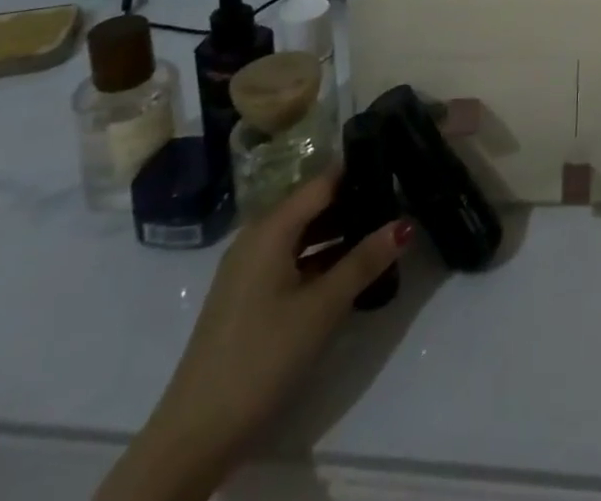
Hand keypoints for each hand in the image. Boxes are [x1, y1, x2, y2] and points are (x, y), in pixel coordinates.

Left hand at [97, 172, 410, 500]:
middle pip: (313, 205)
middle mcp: (257, 238)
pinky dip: (323, 258)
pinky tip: (352, 270)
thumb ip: (365, 261)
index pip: (323, 182)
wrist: (195, 436)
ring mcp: (250, 270)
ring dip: (341, 232)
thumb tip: (405, 223)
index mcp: (271, 228)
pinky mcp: (250, 298)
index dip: (359, 171)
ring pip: (304, 234)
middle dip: (354, 202)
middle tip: (399, 200)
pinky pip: (293, 259)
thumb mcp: (322, 307)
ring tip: (384, 232)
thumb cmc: (262, 356)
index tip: (396, 165)